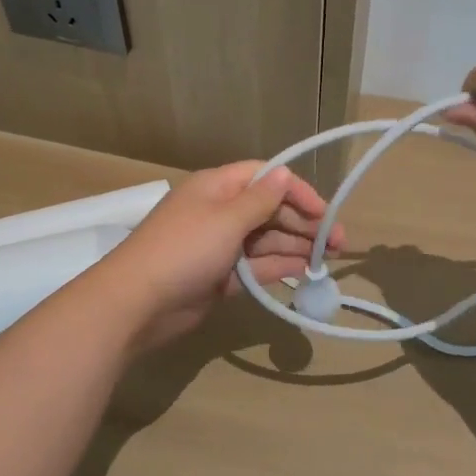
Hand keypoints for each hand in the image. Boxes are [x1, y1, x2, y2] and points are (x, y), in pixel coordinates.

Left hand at [96, 161, 343, 353]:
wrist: (137, 303)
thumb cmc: (184, 250)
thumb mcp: (226, 219)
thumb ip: (260, 199)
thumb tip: (284, 173)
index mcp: (218, 188)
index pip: (265, 178)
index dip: (297, 191)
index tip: (325, 211)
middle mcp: (221, 212)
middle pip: (270, 210)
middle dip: (304, 223)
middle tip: (338, 243)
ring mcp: (220, 246)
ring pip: (266, 240)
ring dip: (297, 246)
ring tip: (330, 259)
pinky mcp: (221, 277)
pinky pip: (257, 266)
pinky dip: (280, 267)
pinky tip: (306, 272)